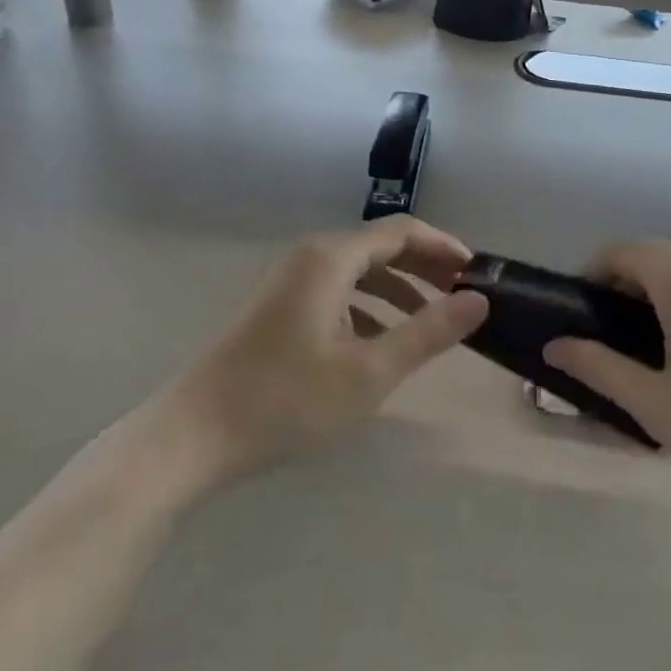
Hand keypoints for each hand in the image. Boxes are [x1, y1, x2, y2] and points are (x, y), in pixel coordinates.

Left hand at [170, 218, 488, 481]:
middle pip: (381, 247)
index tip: (478, 274)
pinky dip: (369, 307)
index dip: (445, 248)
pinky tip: (381, 341)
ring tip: (431, 320)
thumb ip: (428, 332)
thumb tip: (478, 300)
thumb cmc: (286, 400)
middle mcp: (311, 256)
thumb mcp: (370, 371)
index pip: (403, 232)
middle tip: (462, 296)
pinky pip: (337, 292)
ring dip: (399, 289)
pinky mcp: (278, 307)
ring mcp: (290, 281)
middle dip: (425, 268)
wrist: (192, 437)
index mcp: (332, 258)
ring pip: (359, 272)